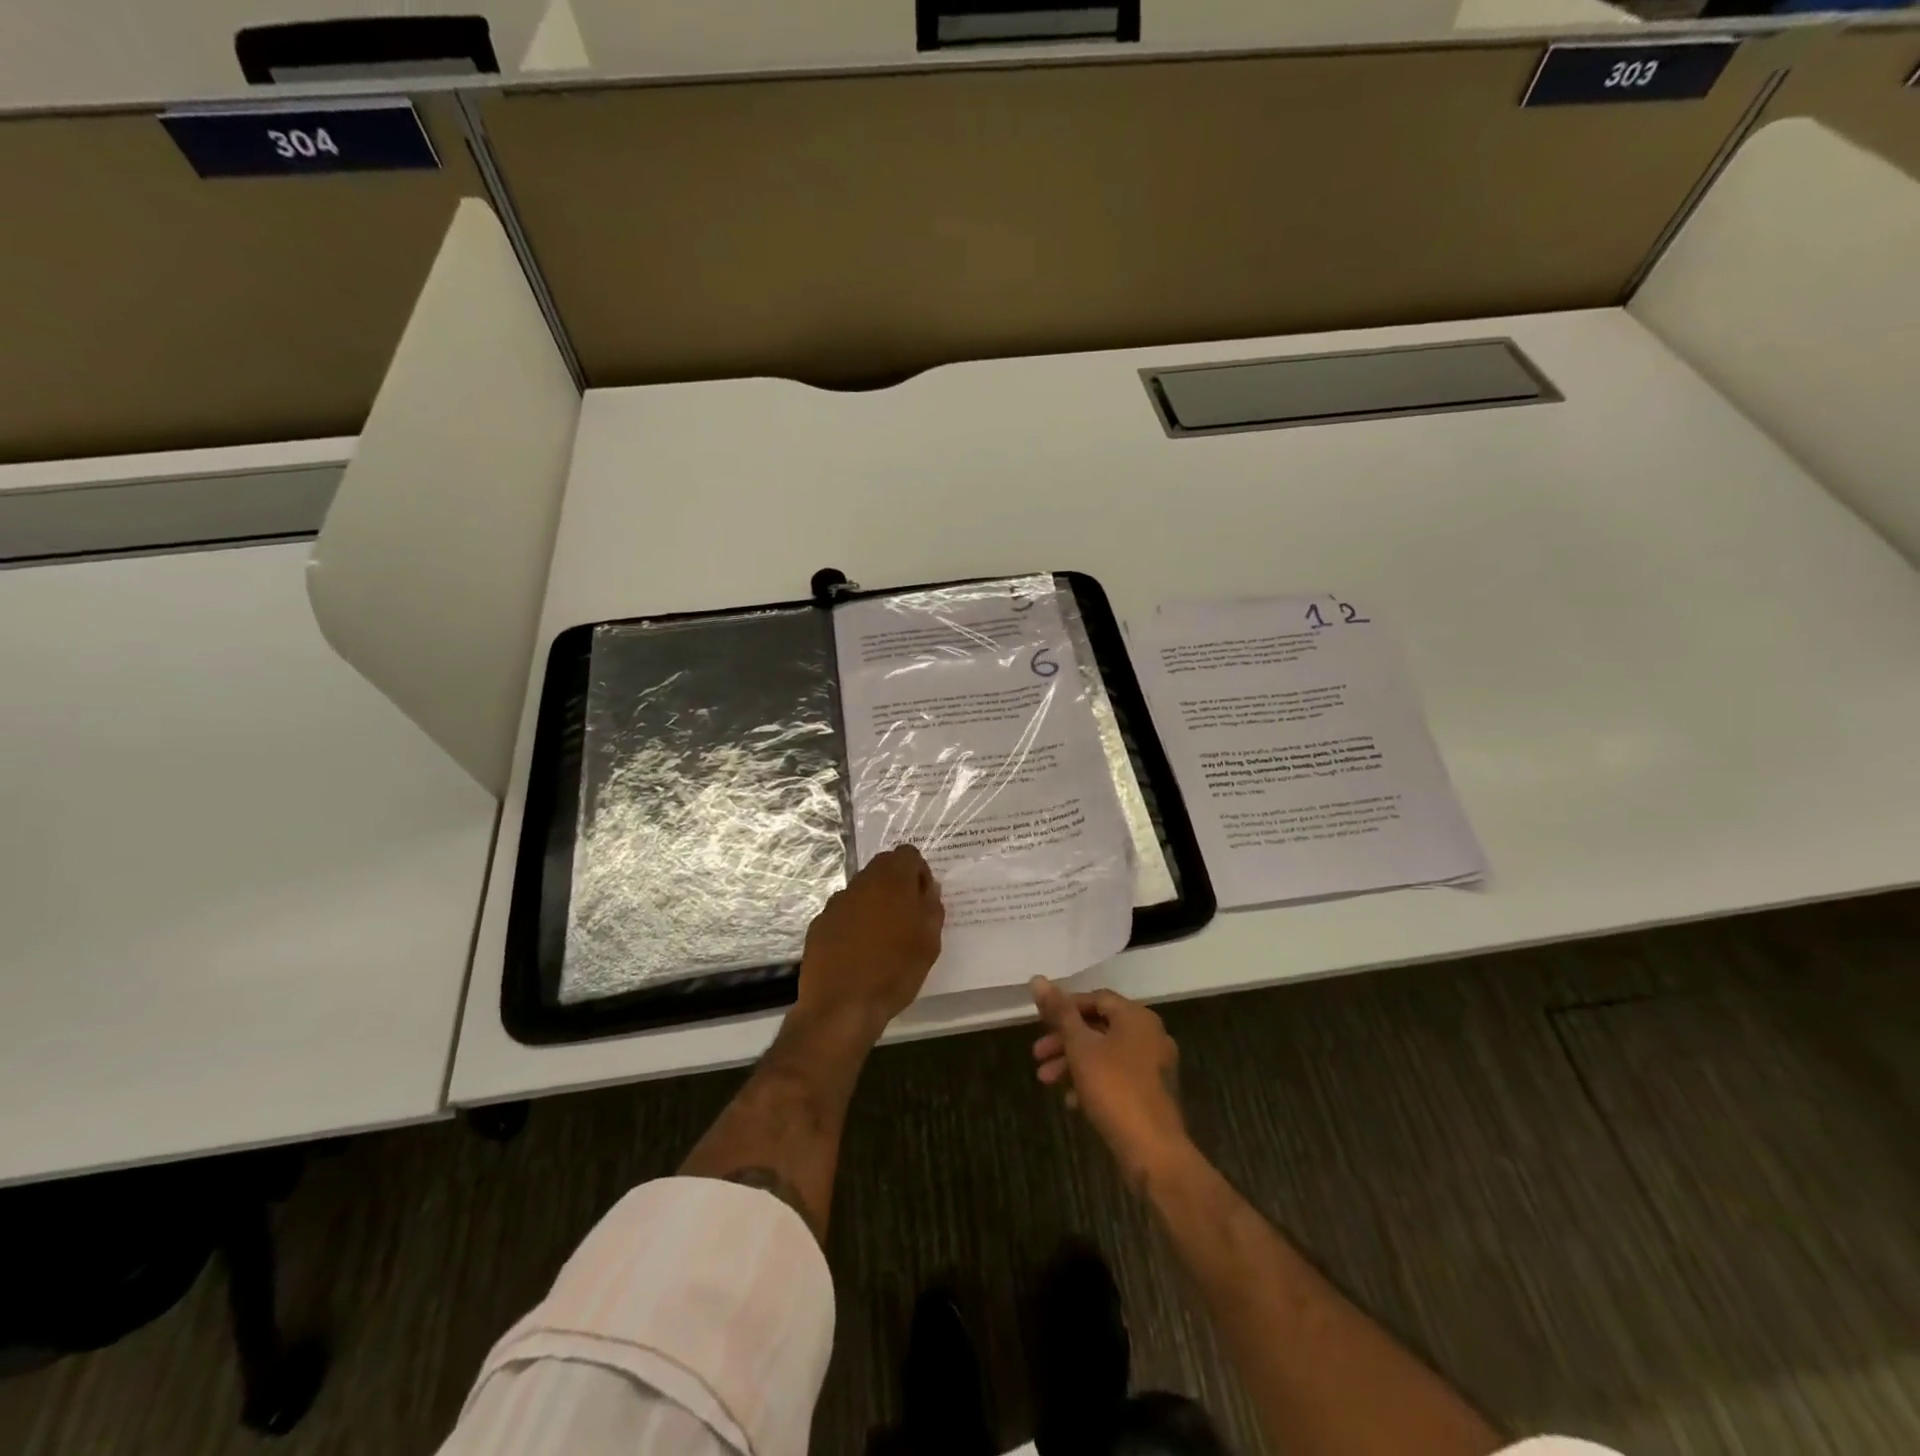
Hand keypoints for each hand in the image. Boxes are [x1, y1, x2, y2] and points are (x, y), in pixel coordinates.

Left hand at [796, 846, 943, 1038]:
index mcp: (892, 881)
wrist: (842, 1006)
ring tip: (882, 939)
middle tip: (907, 918)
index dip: (919, 872)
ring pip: (861, 891)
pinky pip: (842, 914)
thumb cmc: (895, 972)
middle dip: (897, 885)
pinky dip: (853, 924)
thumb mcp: (929, 943)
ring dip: (874, 904)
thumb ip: (931, 908)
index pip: (908, 854)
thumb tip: (927, 890)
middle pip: (882, 868)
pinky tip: (858, 952)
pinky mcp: (819, 924)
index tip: (923, 899)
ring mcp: (836, 903)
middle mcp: (861, 883)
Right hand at [1031, 978, 1191, 1188]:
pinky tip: (1071, 1101)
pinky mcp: (1152, 1093)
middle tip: (1037, 1055)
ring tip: (1046, 1080)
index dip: (1065, 1007)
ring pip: (1106, 1053)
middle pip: (1100, 1027)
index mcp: (1137, 1017)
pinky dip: (1093, 1081)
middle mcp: (1150, 1034)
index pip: (1096, 998)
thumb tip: (1037, 978)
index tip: (1040, 1023)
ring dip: (1074, 1063)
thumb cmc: (1114, 1089)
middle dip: (1064, 1040)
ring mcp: (1154, 1065)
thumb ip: (1059, 1013)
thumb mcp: (1080, 1047)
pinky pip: (1117, 1076)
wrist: (1154, 1151)